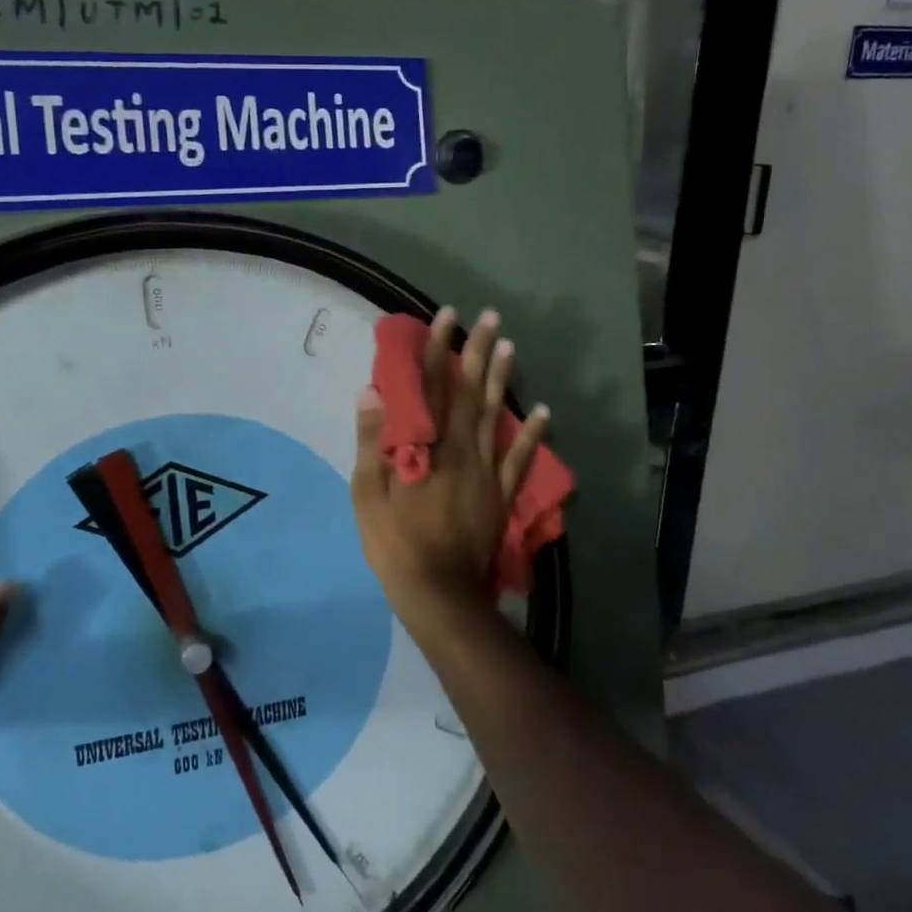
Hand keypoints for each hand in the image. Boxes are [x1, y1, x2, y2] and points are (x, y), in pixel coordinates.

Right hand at [350, 307, 549, 623]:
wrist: (439, 594)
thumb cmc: (395, 543)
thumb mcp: (368, 495)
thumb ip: (373, 442)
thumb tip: (372, 393)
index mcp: (427, 447)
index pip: (432, 386)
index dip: (437, 349)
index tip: (446, 317)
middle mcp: (461, 449)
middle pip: (469, 391)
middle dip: (477, 351)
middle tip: (488, 317)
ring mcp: (487, 471)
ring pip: (495, 415)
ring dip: (502, 379)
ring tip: (510, 346)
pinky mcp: (501, 494)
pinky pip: (520, 459)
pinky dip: (532, 435)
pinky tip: (542, 412)